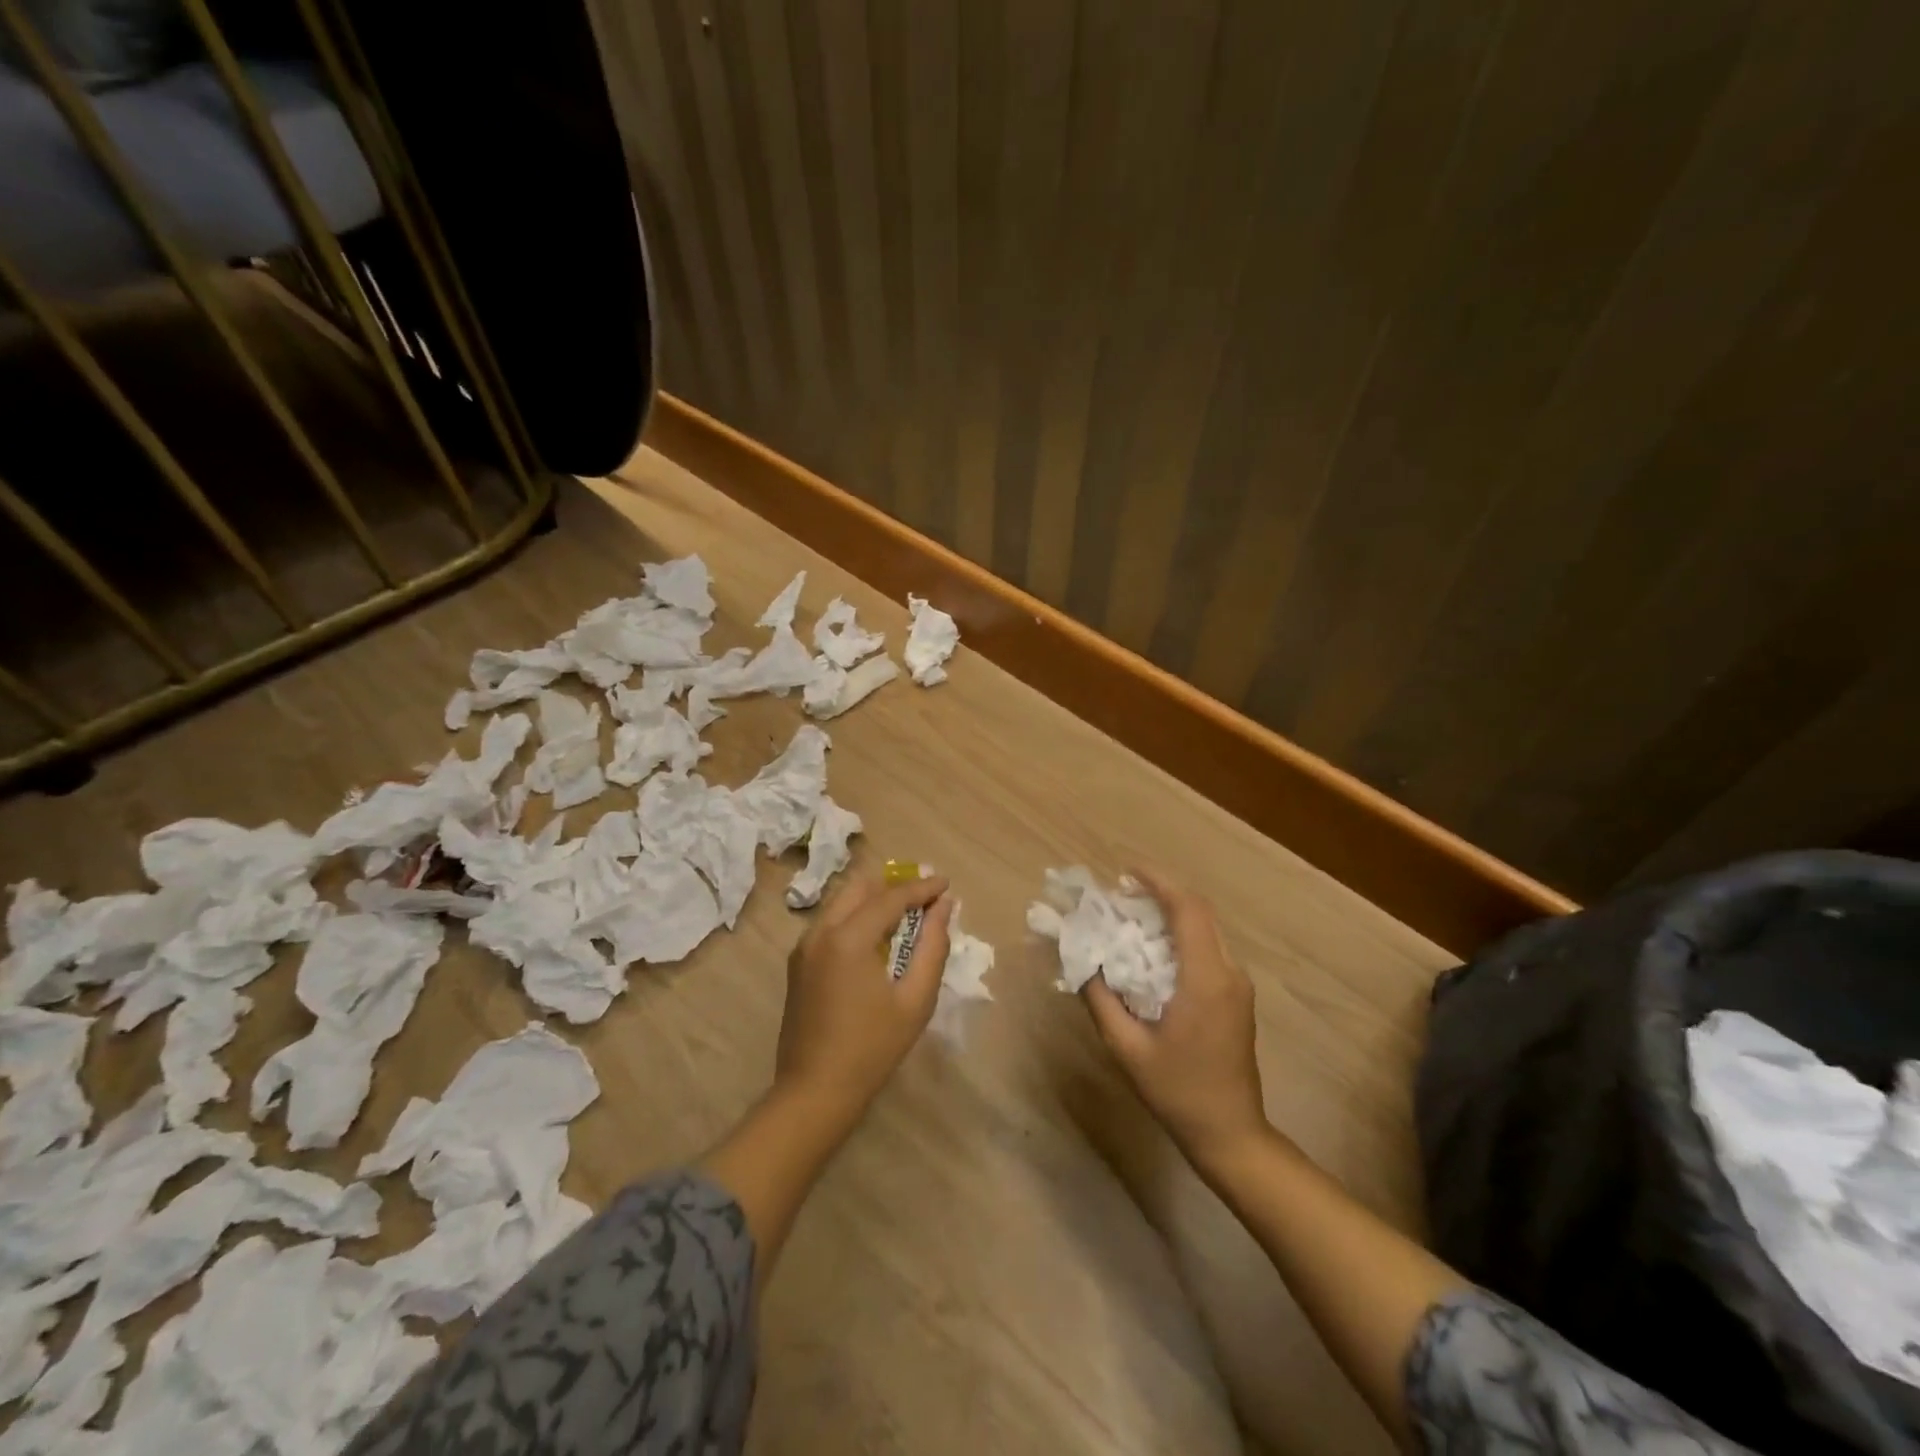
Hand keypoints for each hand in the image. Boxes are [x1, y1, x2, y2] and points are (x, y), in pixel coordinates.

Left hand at [775, 870, 953, 1121]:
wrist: (814, 1091)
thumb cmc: (872, 1048)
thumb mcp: (915, 1000)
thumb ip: (932, 947)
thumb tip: (943, 908)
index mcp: (848, 938)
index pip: (891, 897)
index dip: (921, 888)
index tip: (945, 883)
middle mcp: (820, 931)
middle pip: (860, 887)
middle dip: (894, 886)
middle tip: (924, 898)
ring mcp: (804, 946)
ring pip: (842, 902)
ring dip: (874, 900)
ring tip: (905, 916)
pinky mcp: (798, 962)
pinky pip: (830, 922)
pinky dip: (856, 917)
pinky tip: (876, 939)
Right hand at [1080, 870, 1267, 1172]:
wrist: (1231, 1134)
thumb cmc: (1178, 1091)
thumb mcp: (1127, 1047)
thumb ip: (1100, 999)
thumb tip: (1080, 960)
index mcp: (1206, 979)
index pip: (1188, 910)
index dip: (1159, 883)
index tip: (1126, 872)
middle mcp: (1229, 972)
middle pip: (1198, 913)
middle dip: (1160, 895)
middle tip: (1120, 896)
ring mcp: (1238, 985)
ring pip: (1205, 930)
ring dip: (1170, 915)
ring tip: (1130, 918)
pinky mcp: (1237, 997)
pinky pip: (1208, 950)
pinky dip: (1180, 937)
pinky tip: (1152, 952)